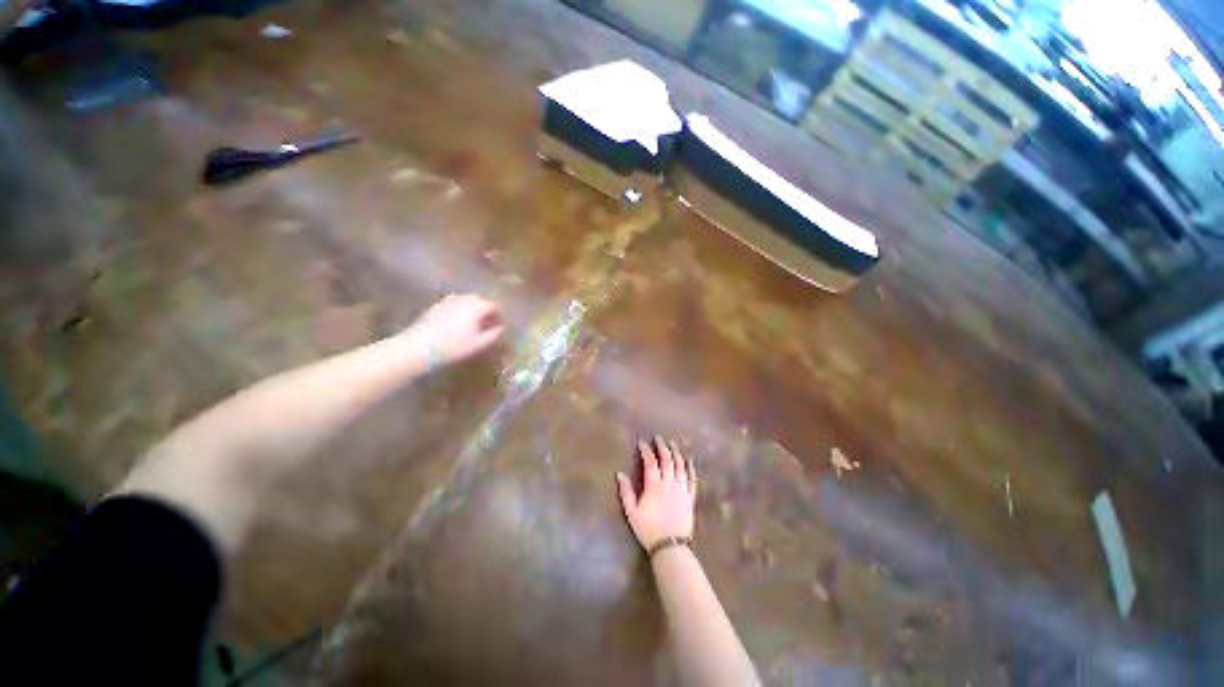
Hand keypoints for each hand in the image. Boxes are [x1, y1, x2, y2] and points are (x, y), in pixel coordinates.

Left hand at [406, 294, 504, 364]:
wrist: (418, 346)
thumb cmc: (454, 346)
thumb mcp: (479, 343)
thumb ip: (494, 334)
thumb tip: (501, 328)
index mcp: (477, 306)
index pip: (494, 306)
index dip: (499, 316)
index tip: (499, 326)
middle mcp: (464, 298)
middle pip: (480, 301)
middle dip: (486, 312)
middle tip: (488, 325)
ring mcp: (448, 300)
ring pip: (467, 302)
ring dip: (473, 311)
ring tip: (473, 325)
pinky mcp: (436, 305)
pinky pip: (455, 305)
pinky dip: (461, 312)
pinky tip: (457, 325)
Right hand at [617, 436, 696, 551]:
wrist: (670, 547)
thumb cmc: (648, 529)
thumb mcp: (632, 512)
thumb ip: (626, 492)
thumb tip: (620, 474)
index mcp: (654, 485)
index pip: (650, 462)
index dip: (646, 450)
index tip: (642, 441)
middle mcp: (669, 483)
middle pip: (667, 460)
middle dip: (662, 446)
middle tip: (658, 438)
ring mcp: (681, 489)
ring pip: (680, 466)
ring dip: (676, 453)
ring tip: (673, 444)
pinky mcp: (690, 497)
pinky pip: (692, 479)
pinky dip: (690, 468)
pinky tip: (689, 461)